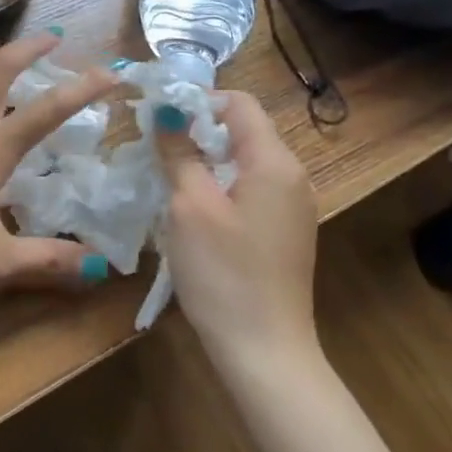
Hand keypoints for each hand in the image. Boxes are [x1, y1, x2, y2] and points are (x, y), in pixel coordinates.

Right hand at [154, 91, 320, 367]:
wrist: (265, 350)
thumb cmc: (223, 272)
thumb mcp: (190, 206)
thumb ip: (179, 152)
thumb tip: (167, 112)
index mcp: (274, 162)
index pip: (240, 104)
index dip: (198, 101)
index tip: (159, 118)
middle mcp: (293, 177)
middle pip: (244, 131)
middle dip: (199, 131)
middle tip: (158, 150)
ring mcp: (294, 207)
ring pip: (246, 161)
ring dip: (208, 160)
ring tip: (170, 179)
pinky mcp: (286, 232)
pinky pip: (253, 189)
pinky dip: (223, 186)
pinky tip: (195, 212)